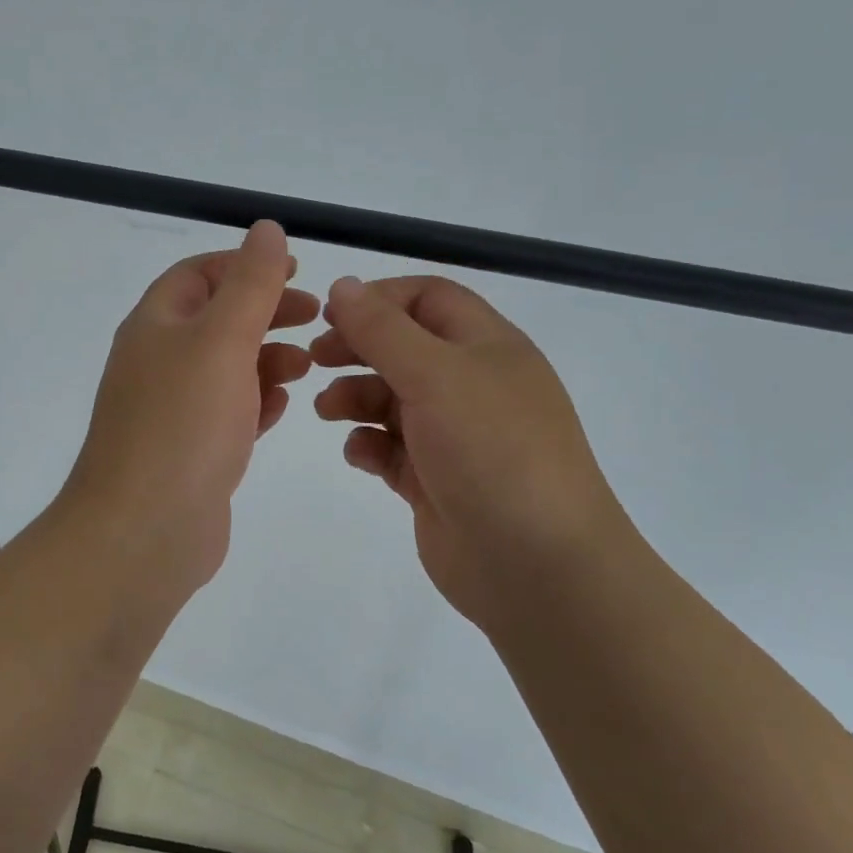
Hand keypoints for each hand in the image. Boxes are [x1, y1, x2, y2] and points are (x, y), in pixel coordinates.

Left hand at [59, 220, 317, 594]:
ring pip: (226, 368)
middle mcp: (157, 362)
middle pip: (216, 320)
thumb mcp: (222, 339)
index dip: (245, 265)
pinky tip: (283, 407)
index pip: (198, 274)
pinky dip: (257, 402)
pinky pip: (228, 412)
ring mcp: (171, 410)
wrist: (143, 530)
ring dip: (267, 358)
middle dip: (266, 313)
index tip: (296, 272)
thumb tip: (266, 229)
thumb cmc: (184, 423)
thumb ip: (250, 283)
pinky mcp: (189, 451)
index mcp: (155, 325)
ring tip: (308, 365)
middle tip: (316, 319)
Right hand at [311, 275, 634, 629]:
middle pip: (403, 347)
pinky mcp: (435, 480)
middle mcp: (472, 385)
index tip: (331, 315)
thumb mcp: (436, 375)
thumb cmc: (492, 451)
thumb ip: (382, 329)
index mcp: (486, 347)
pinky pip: (391, 448)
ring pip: (391, 398)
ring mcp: (454, 435)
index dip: (379, 298)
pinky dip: (368, 444)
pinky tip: (358, 454)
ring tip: (325, 410)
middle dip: (358, 348)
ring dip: (354, 396)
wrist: (536, 566)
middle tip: (316, 358)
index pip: (428, 298)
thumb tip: (342, 285)